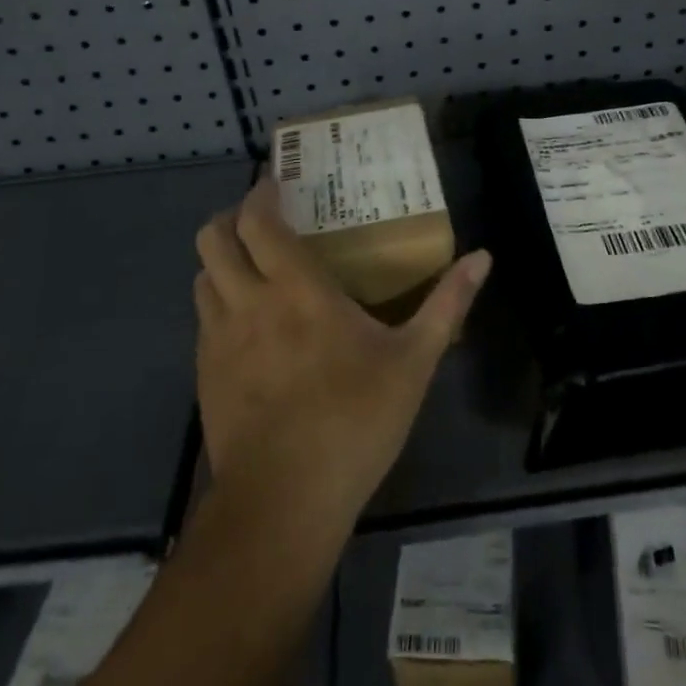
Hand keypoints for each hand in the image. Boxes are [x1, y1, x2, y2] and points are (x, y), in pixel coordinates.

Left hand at [194, 177, 491, 539]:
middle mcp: (247, 302)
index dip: (260, 194)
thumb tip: (483, 257)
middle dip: (229, 218)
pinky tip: (249, 326)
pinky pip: (203, 319)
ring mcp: (218, 340)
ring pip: (202, 277)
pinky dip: (219, 303)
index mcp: (296, 289)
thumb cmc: (355, 420)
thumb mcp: (415, 360)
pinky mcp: (204, 376)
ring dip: (222, 260)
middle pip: (212, 238)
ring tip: (253, 267)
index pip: (258, 222)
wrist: (284, 502)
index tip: (276, 183)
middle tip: (260, 220)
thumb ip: (447, 304)